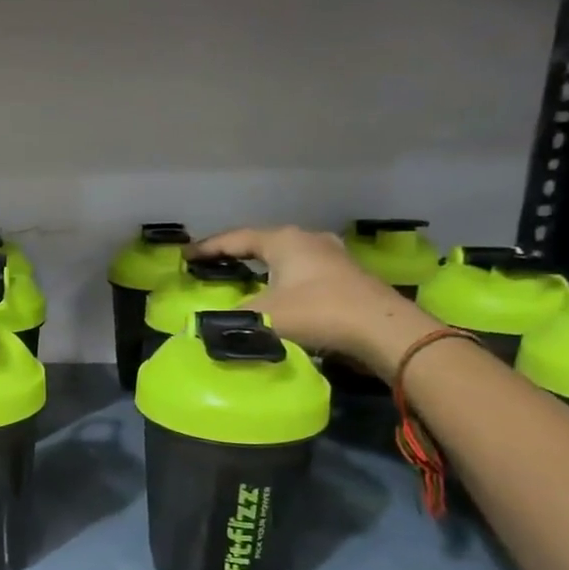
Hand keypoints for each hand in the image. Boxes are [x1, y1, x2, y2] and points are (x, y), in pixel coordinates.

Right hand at [194, 226, 435, 376]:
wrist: (383, 330)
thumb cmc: (318, 312)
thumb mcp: (263, 316)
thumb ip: (230, 318)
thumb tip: (203, 324)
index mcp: (283, 240)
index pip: (235, 239)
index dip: (208, 248)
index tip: (185, 256)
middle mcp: (307, 239)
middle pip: (262, 242)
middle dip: (236, 253)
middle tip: (213, 265)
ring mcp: (331, 255)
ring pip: (285, 255)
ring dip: (262, 266)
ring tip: (243, 277)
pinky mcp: (347, 275)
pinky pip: (302, 270)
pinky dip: (282, 278)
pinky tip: (279, 291)